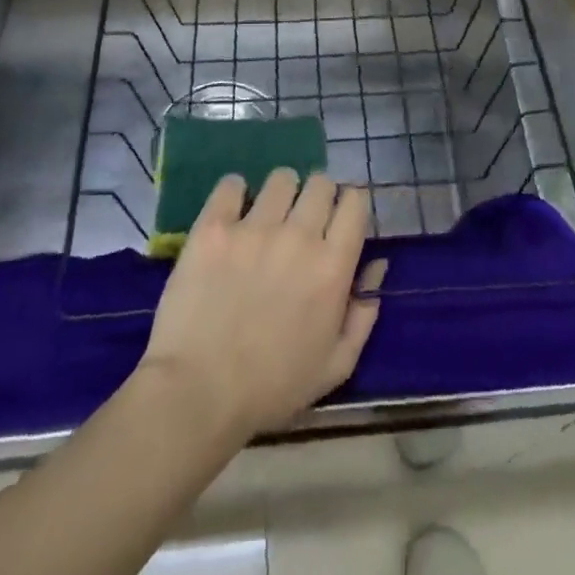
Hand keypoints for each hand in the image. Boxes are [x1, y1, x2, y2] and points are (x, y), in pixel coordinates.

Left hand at [139, 169, 384, 440]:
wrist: (197, 394)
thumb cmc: (272, 388)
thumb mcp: (336, 365)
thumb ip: (363, 313)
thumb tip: (377, 265)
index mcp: (333, 266)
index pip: (355, 202)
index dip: (349, 206)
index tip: (337, 221)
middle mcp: (299, 236)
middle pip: (320, 183)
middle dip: (317, 197)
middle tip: (302, 221)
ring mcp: (254, 228)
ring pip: (281, 179)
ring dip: (280, 193)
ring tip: (266, 216)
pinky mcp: (213, 228)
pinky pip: (230, 185)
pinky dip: (234, 193)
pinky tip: (232, 213)